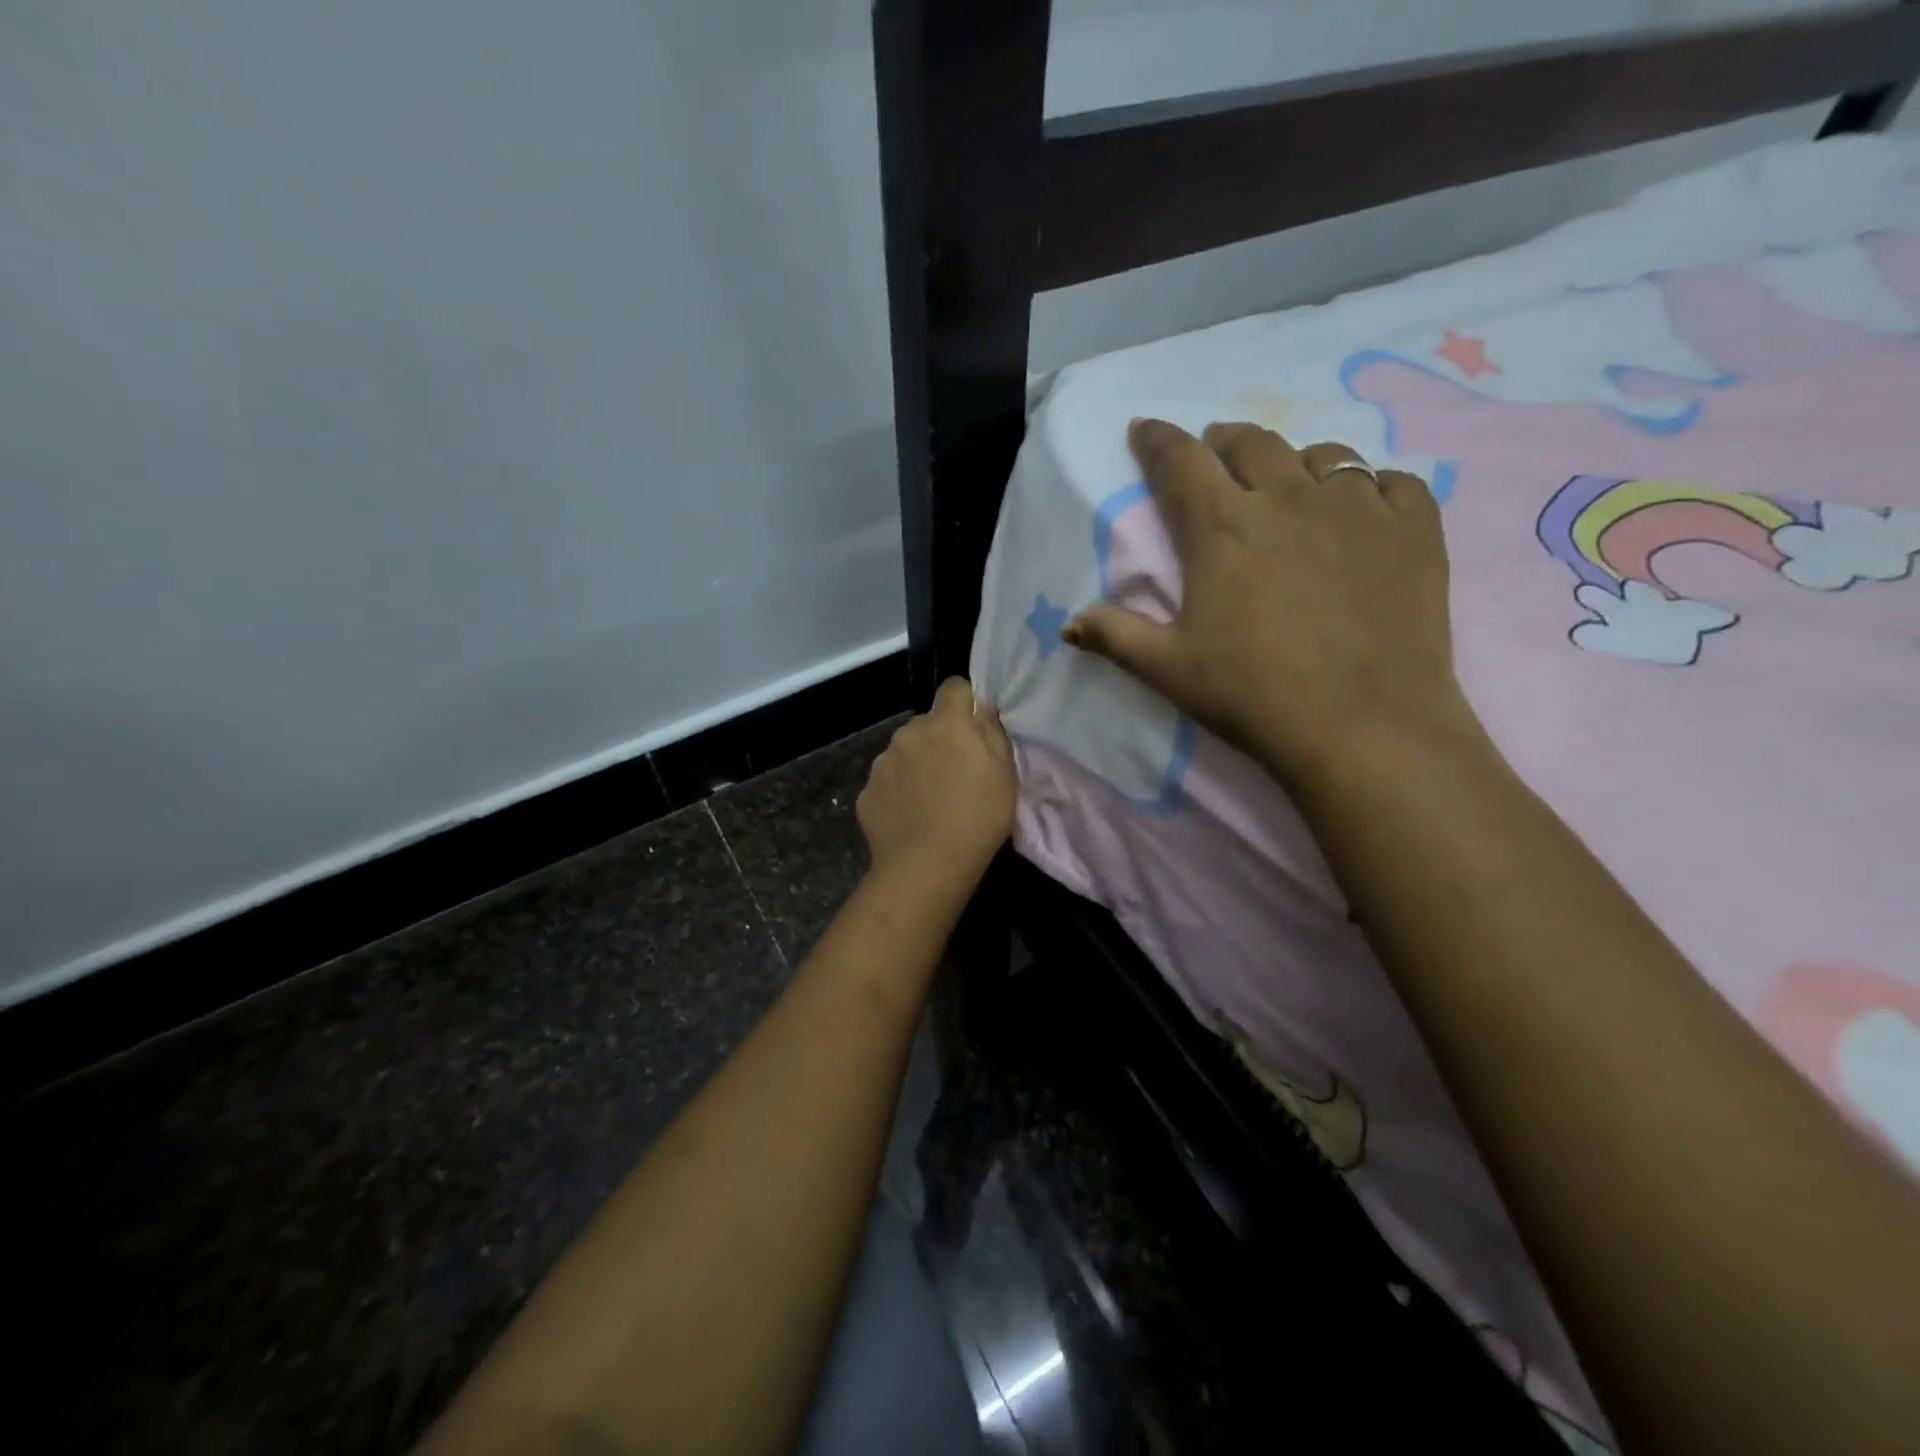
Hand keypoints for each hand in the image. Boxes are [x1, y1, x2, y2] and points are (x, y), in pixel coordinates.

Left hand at [857, 678, 1016, 894]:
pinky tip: (910, 819)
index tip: (975, 726)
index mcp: (946, 723)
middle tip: (956, 773)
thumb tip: (982, 711)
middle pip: (927, 723)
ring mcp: (883, 762)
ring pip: (904, 752)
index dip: (966, 701)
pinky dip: (898, 793)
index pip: (954, 687)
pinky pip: (887, 783)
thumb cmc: (978, 817)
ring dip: (916, 765)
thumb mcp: (1006, 773)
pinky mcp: (866, 792)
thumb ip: (993, 733)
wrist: (926, 865)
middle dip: (940, 738)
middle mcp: (909, 733)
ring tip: (930, 801)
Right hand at [1064, 418, 1477, 790]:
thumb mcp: (1168, 669)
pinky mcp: (1415, 531)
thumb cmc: (1252, 695)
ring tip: (1289, 484)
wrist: (1362, 727)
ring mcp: (1358, 509)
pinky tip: (1365, 512)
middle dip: (1223, 440)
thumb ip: (1115, 636)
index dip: (1157, 440)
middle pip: (1251, 442)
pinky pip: (1393, 483)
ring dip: (1295, 461)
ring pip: (1324, 454)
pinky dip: (1372, 488)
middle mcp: (1288, 500)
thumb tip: (1068, 623)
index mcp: (1222, 529)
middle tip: (1215, 453)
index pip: (1180, 462)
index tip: (1145, 429)